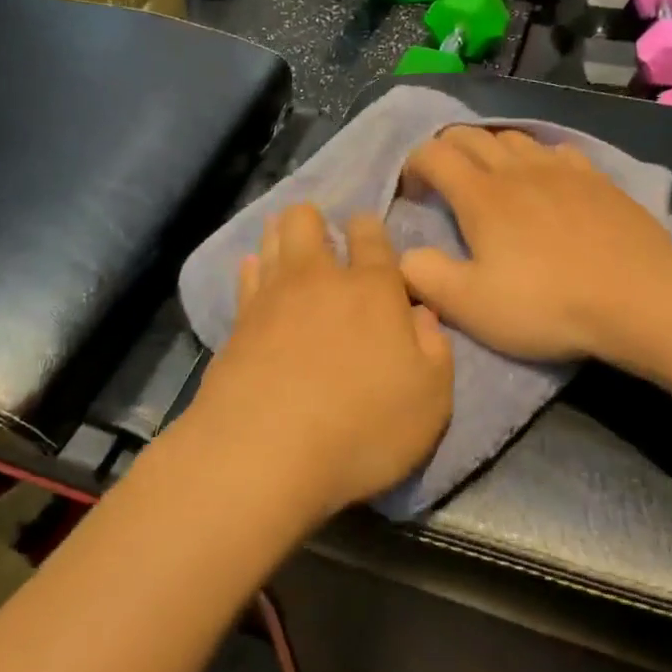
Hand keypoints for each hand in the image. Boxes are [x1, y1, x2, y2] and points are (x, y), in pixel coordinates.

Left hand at [188, 204, 453, 519]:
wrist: (265, 452)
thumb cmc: (363, 427)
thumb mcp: (430, 399)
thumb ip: (434, 350)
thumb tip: (422, 315)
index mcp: (373, 290)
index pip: (371, 237)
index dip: (369, 227)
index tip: (366, 229)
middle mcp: (320, 280)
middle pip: (307, 222)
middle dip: (314, 219)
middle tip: (322, 234)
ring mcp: (272, 298)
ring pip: (272, 242)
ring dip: (280, 233)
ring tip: (284, 234)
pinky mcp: (238, 324)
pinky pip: (245, 279)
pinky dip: (251, 269)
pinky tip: (252, 270)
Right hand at [398, 127, 671, 362]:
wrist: (639, 298)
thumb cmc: (546, 303)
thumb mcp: (470, 305)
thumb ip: (424, 275)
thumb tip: (403, 254)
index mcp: (480, 195)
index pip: (433, 154)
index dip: (413, 165)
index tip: (412, 192)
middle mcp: (516, 169)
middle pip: (470, 135)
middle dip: (446, 149)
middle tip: (442, 181)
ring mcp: (561, 169)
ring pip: (512, 137)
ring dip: (489, 149)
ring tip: (489, 178)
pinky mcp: (596, 178)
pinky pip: (555, 150)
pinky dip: (535, 157)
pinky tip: (544, 179)